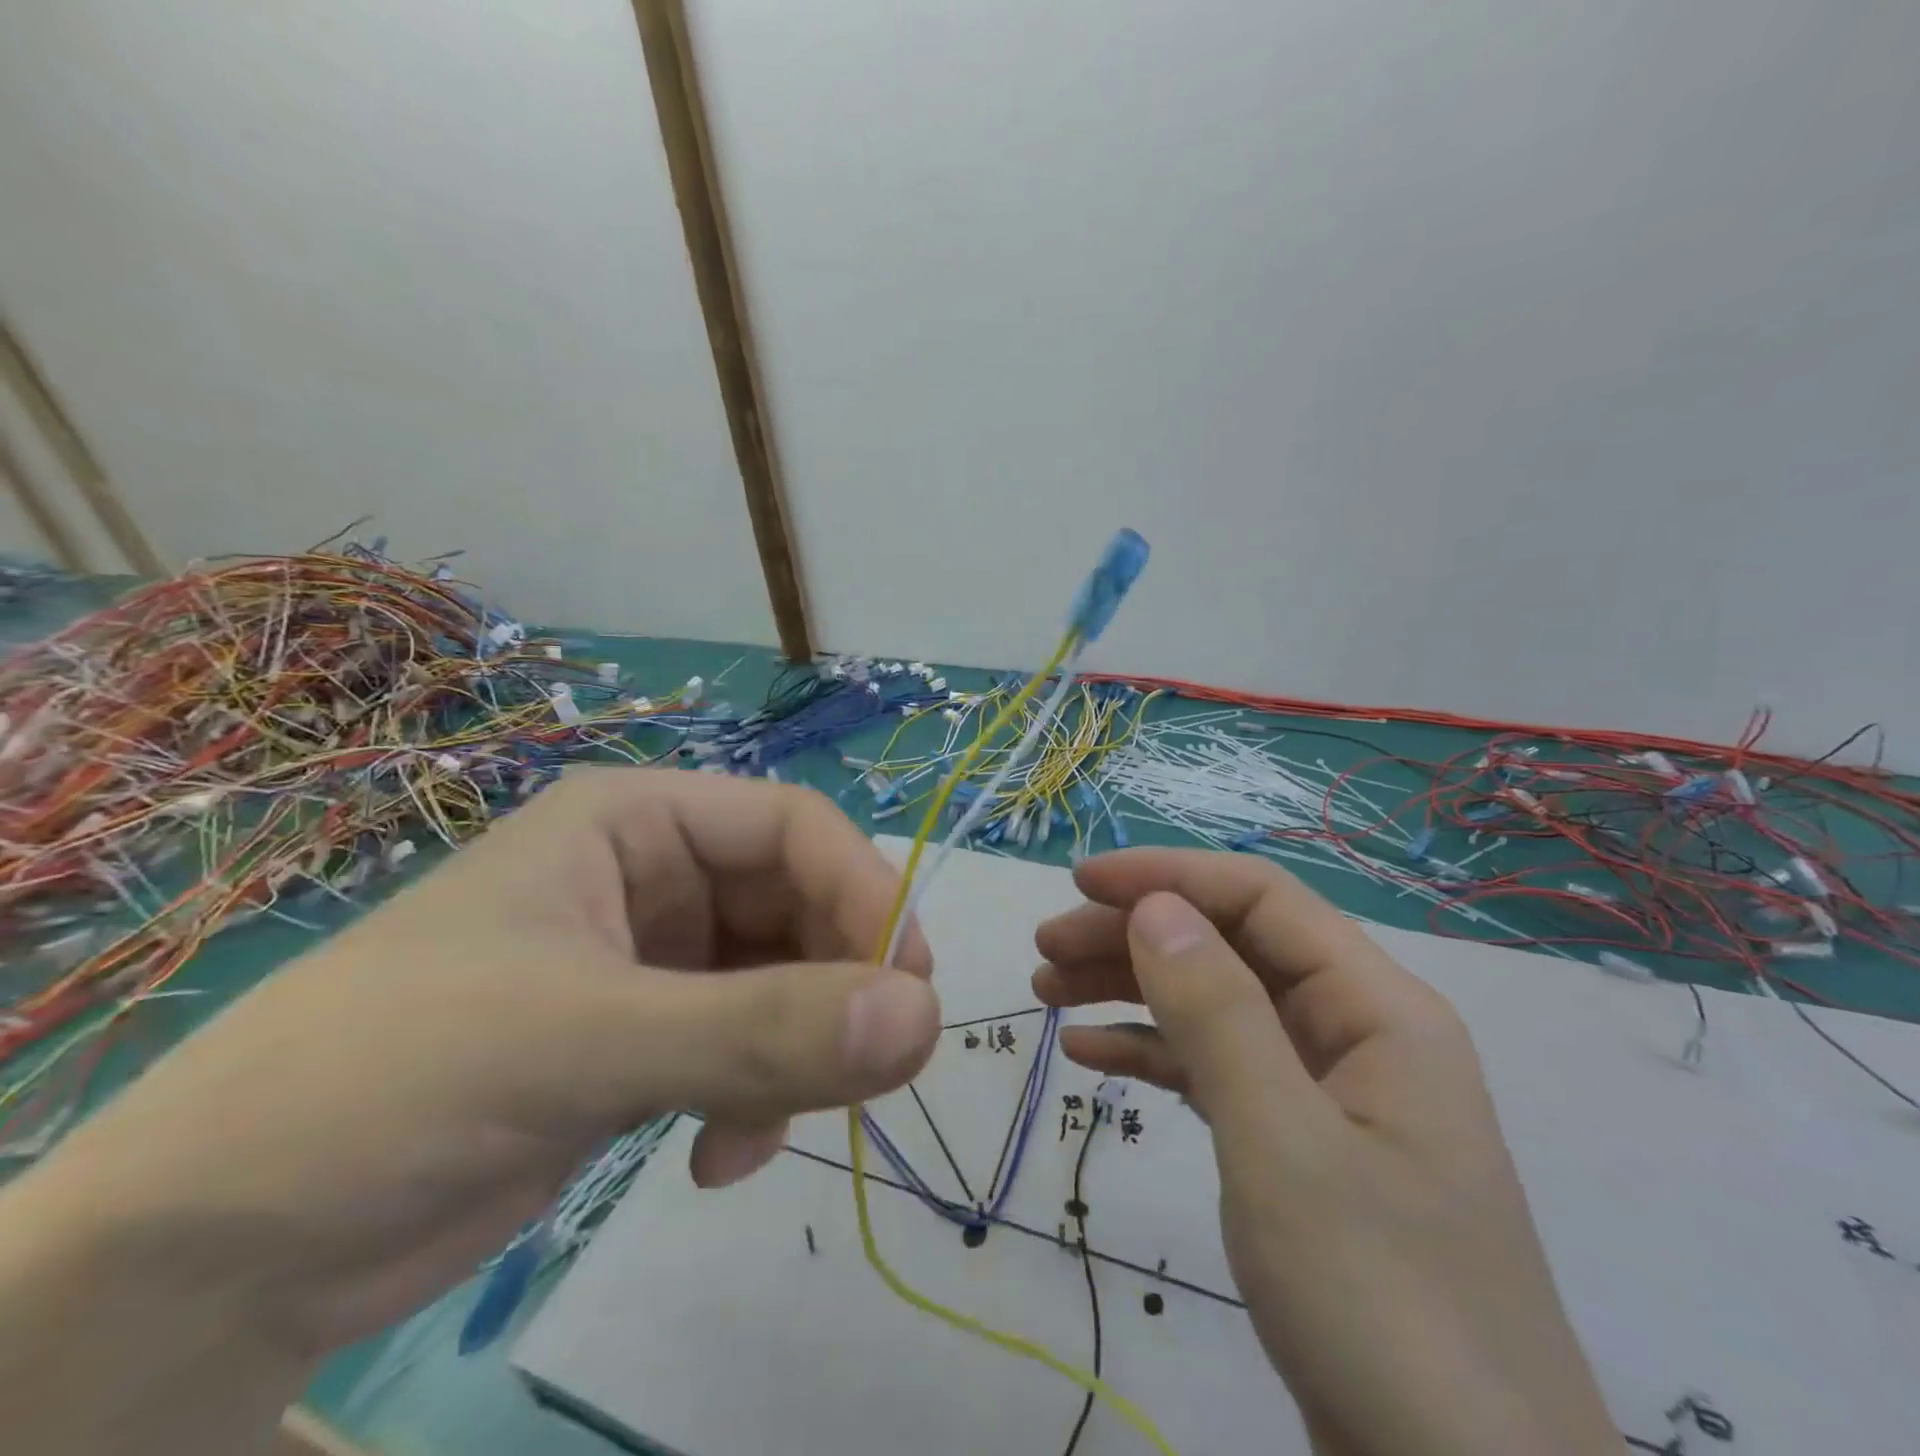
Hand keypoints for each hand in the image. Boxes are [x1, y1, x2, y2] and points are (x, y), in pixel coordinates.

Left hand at [0, 768, 939, 1454]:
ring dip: (794, 1054)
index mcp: (636, 822)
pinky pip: (746, 1045)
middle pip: (797, 905)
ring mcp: (651, 962)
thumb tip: (924, 1020)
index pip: (794, 826)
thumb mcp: (586, 1044)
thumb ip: (763, 1033)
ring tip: (759, 1132)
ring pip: (781, 981)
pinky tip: (716, 1161)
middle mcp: (653, 877)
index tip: (908, 986)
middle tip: (869, 1070)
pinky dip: (754, 1100)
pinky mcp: (644, 1040)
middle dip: (834, 986)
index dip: (863, 892)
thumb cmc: (385, 1085)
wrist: (202, 1260)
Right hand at [1032, 849, 1617, 1455]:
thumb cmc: (1383, 1310)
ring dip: (1131, 988)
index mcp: (1378, 1009)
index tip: (1078, 882)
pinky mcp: (1299, 1148)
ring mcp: (1326, 1092)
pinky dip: (1150, 1053)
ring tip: (1047, 991)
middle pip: (1230, 946)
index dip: (1167, 877)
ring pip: (1215, 1004)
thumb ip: (1217, 1012)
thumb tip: (1154, 907)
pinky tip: (1087, 1053)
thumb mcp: (1283, 1146)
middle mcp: (1355, 1032)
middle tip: (1044, 950)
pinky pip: (1215, 1069)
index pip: (1260, 899)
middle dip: (1134, 934)